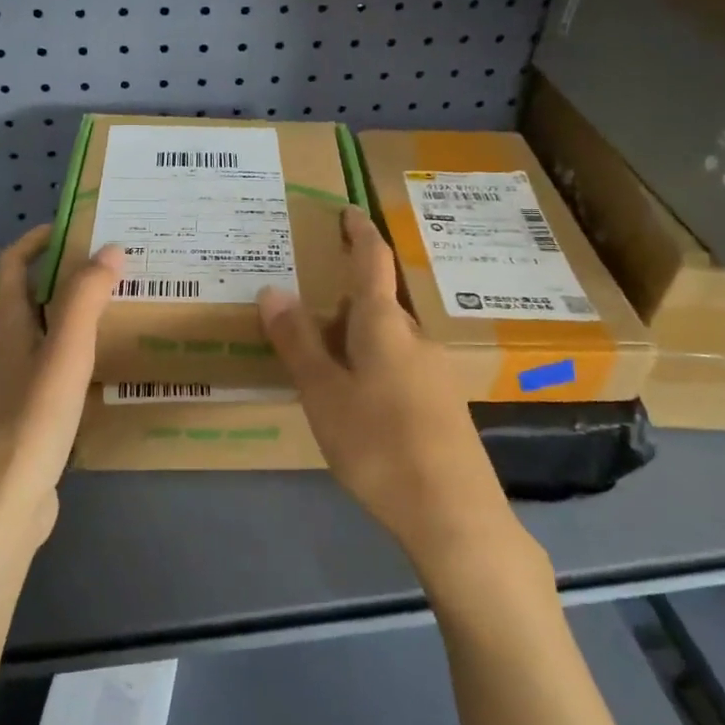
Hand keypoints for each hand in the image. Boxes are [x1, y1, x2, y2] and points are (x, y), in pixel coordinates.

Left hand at [0, 226, 122, 546]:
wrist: (4, 503)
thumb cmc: (33, 420)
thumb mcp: (65, 353)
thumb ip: (85, 300)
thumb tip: (109, 249)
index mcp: (7, 328)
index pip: (12, 266)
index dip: (37, 241)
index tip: (75, 228)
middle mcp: (5, 350)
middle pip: (30, 298)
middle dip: (66, 277)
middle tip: (114, 269)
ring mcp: (14, 386)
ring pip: (44, 335)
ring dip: (75, 316)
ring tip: (120, 311)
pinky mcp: (28, 416)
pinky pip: (53, 369)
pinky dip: (77, 355)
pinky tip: (107, 368)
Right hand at [258, 207, 523, 567]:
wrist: (452, 513)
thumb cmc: (379, 444)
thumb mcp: (323, 394)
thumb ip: (297, 342)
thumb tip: (272, 289)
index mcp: (385, 325)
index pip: (373, 261)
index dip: (359, 232)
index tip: (348, 210)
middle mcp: (415, 338)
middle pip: (377, 304)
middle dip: (344, 300)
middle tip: (303, 308)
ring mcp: (434, 371)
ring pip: (387, 339)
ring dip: (354, 337)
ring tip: (318, 357)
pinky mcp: (441, 404)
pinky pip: (398, 365)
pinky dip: (370, 364)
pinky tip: (353, 399)